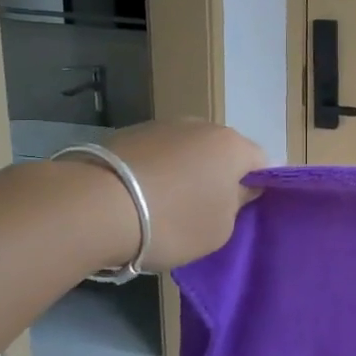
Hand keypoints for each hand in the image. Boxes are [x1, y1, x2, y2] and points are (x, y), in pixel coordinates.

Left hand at [102, 120, 266, 269]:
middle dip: (219, 177)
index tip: (243, 211)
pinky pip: (157, 155)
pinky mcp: (127, 133)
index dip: (258, 187)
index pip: (262, 163)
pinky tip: (139, 197)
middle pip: (222, 152)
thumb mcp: (220, 229)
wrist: (93, 207)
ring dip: (185, 172)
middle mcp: (202, 126)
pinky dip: (156, 171)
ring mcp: (162, 126)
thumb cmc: (172, 221)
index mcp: (233, 146)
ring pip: (188, 151)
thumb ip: (238, 205)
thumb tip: (238, 188)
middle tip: (206, 210)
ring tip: (166, 205)